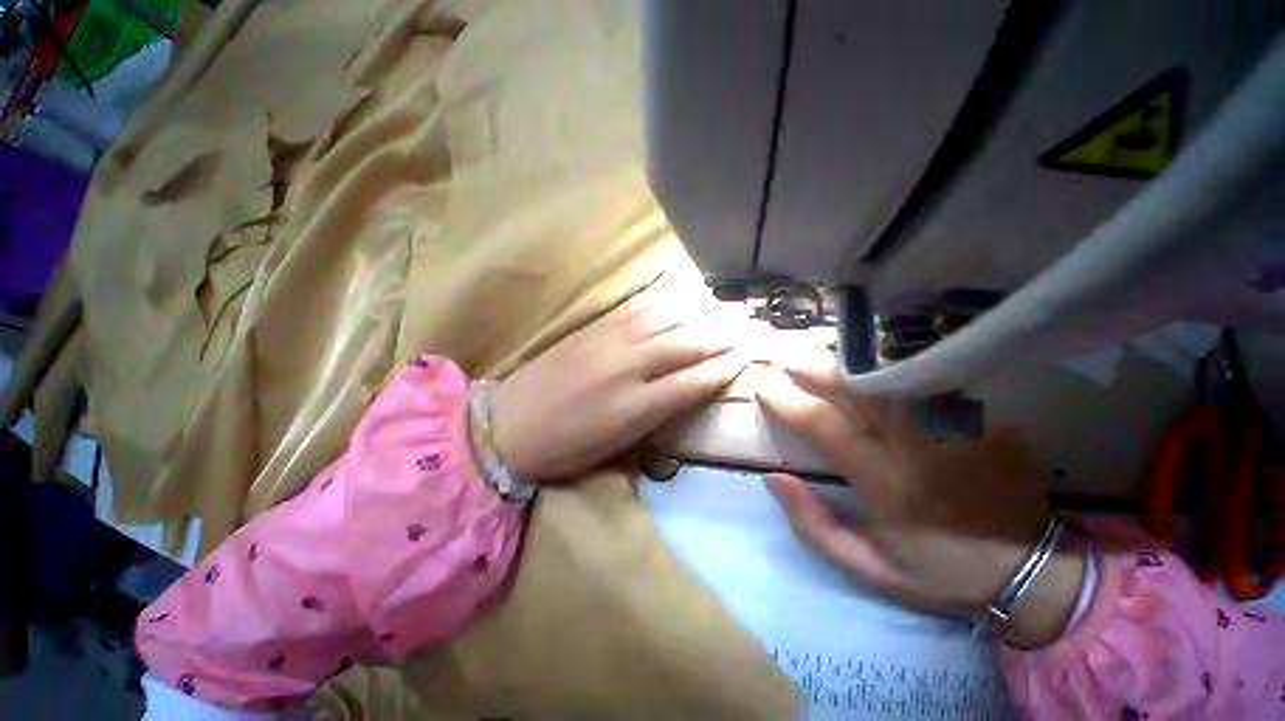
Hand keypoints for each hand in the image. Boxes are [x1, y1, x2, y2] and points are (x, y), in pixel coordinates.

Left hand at [490, 275, 745, 482]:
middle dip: (718, 338)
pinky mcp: (593, 328)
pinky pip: (636, 310)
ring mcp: (609, 342)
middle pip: (685, 345)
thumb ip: (655, 415)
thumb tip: (685, 391)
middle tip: (742, 332)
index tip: (744, 359)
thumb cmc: (566, 447)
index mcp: (634, 407)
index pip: (692, 381)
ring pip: (664, 319)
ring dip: (695, 315)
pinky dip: (663, 305)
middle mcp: (628, 367)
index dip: (722, 370)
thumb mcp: (617, 445)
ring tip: (717, 312)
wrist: (509, 425)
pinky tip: (677, 301)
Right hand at [757, 352, 1084, 647]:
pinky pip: (934, 384)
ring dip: (853, 365)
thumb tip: (774, 478)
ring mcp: (956, 430)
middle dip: (817, 370)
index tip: (765, 387)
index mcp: (884, 482)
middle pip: (859, 391)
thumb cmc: (939, 572)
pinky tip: (882, 364)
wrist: (1029, 574)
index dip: (788, 402)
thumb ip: (814, 524)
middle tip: (789, 359)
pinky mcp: (985, 422)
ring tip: (826, 357)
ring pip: (894, 380)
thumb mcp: (868, 568)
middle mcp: (915, 447)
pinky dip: (901, 370)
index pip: (824, 427)